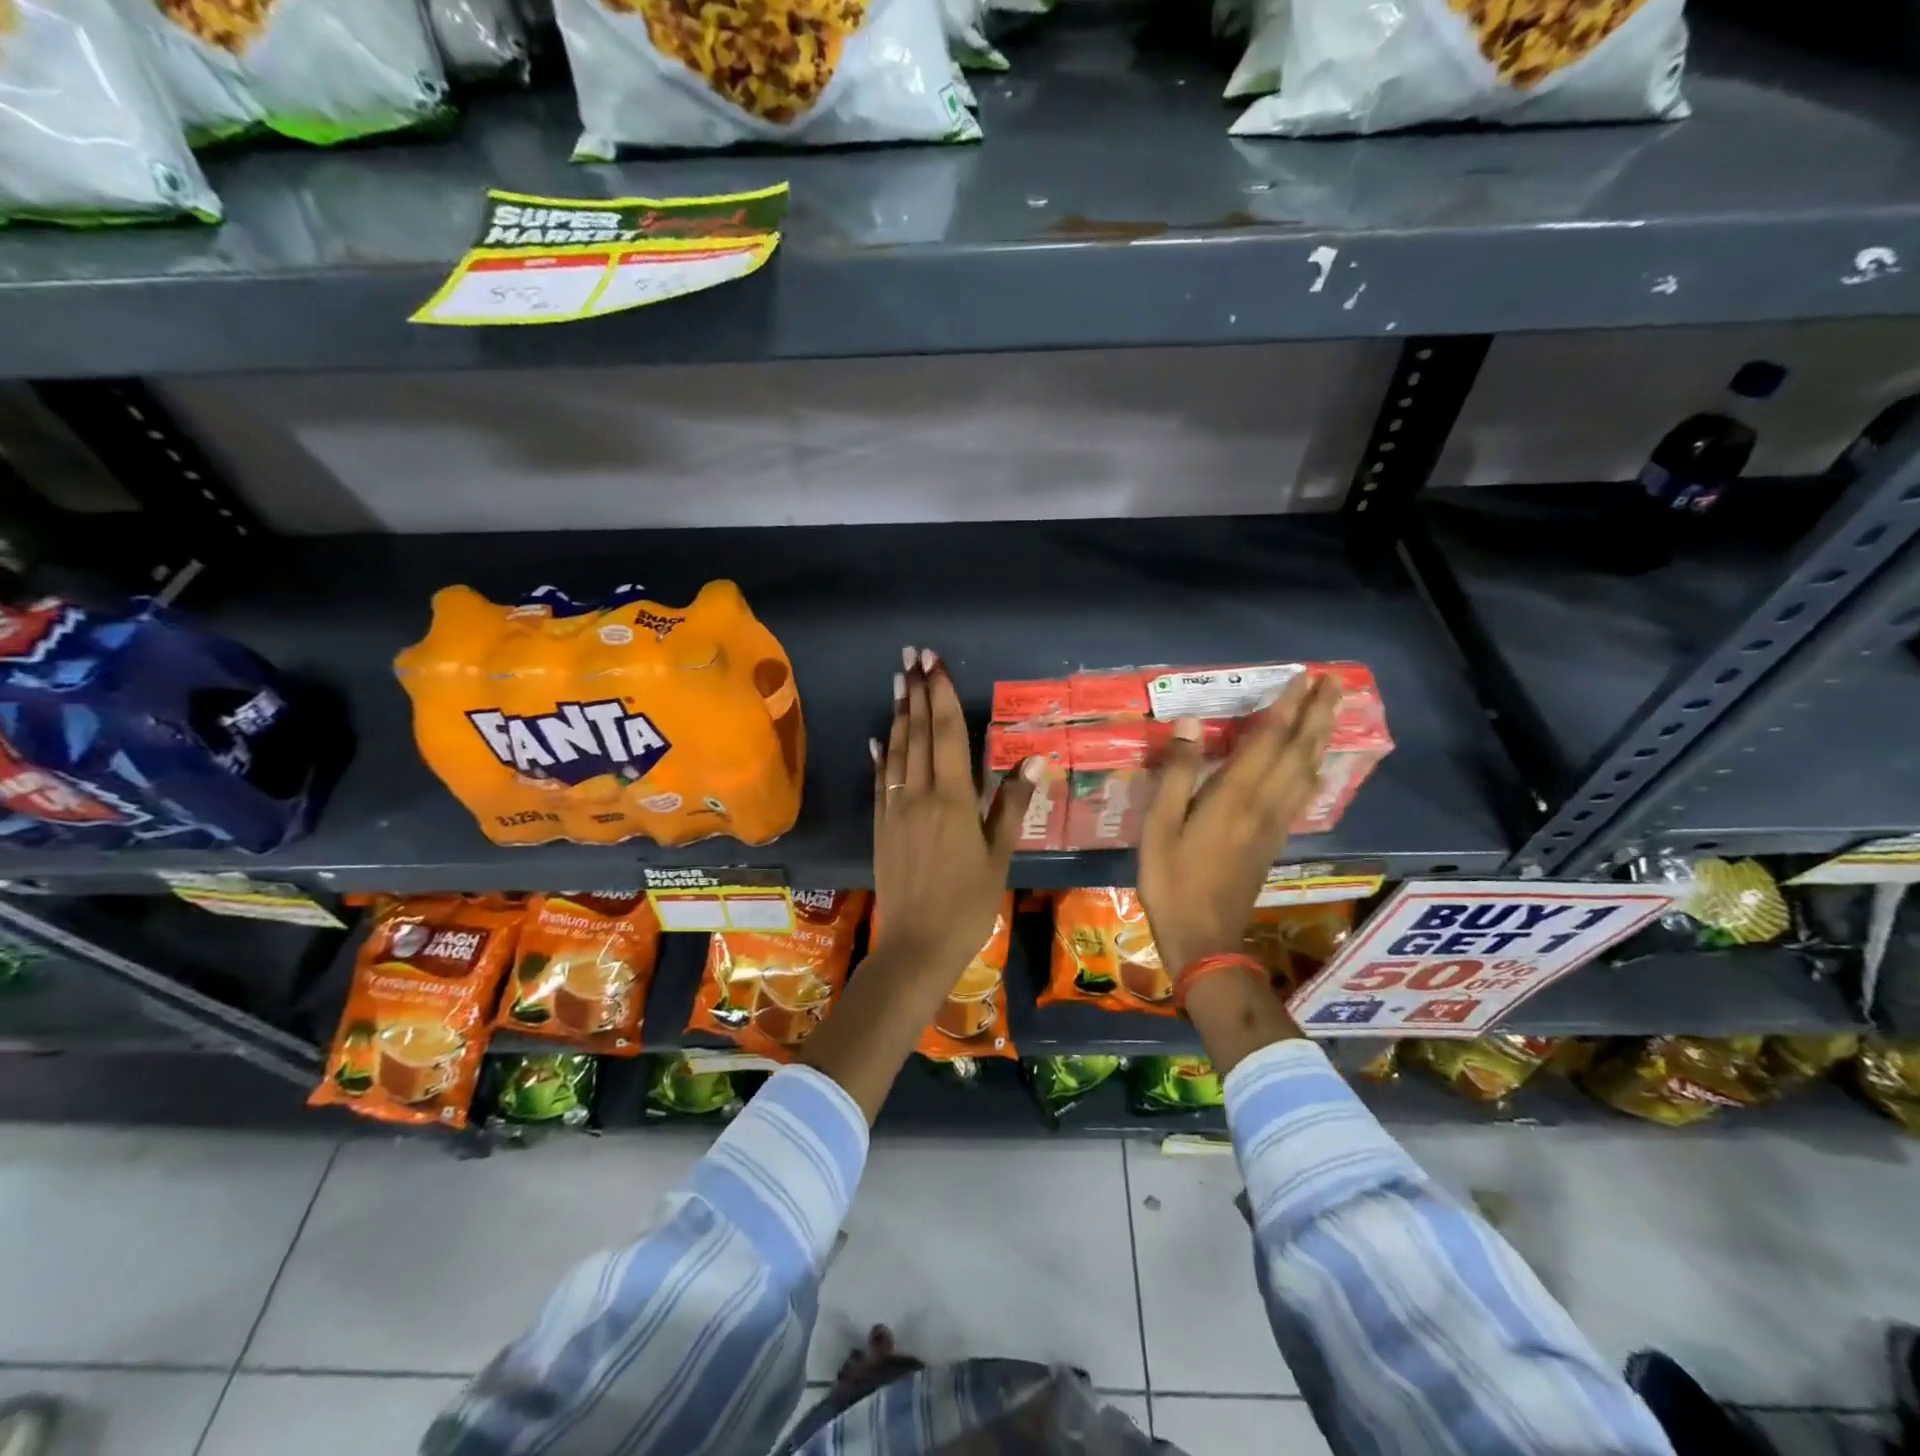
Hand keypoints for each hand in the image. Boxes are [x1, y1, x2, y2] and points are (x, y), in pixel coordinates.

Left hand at [870, 647, 1039, 983]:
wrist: (916, 945)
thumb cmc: (968, 903)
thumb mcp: (999, 856)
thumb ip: (1013, 805)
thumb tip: (1033, 759)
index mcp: (953, 799)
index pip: (946, 734)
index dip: (940, 694)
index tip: (934, 663)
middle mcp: (919, 795)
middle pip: (916, 734)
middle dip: (915, 692)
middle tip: (911, 656)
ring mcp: (895, 810)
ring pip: (896, 752)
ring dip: (897, 715)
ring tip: (897, 682)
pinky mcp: (881, 827)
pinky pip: (880, 782)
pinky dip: (880, 757)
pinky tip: (877, 740)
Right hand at [1137, 673, 1340, 974]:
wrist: (1206, 939)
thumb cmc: (1172, 882)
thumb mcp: (1159, 828)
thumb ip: (1175, 775)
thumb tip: (1186, 724)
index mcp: (1234, 797)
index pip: (1268, 741)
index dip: (1286, 707)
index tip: (1302, 677)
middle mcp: (1263, 804)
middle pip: (1298, 751)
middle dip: (1316, 714)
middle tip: (1332, 682)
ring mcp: (1274, 824)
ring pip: (1307, 771)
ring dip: (1320, 736)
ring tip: (1330, 710)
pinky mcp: (1274, 840)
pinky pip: (1303, 793)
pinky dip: (1313, 767)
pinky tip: (1313, 762)